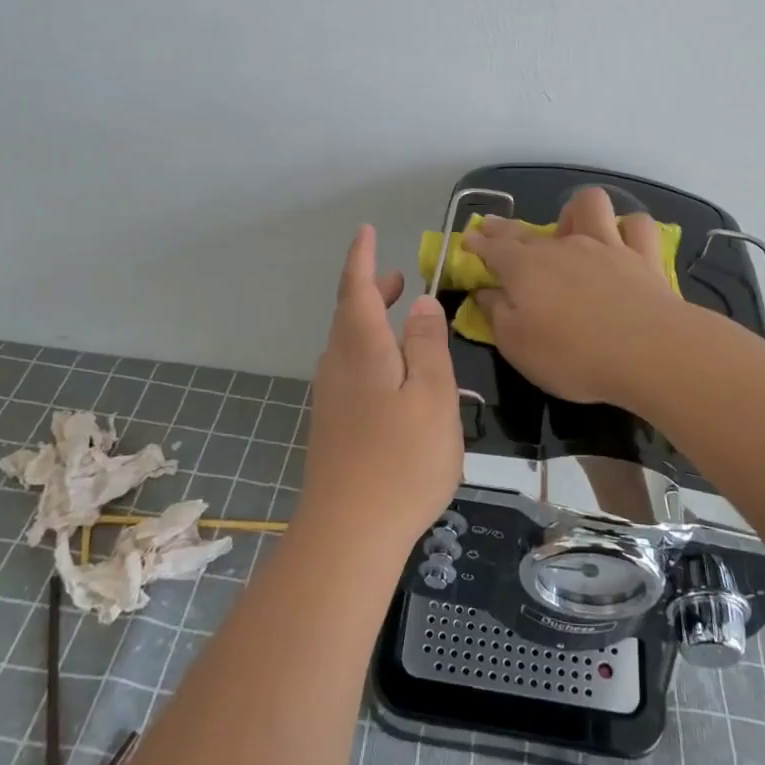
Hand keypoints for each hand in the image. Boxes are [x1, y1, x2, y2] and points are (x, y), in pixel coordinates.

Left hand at [300, 225, 463, 552]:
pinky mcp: (333, 426)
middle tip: (396, 280)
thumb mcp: (432, 395)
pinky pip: (350, 370)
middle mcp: (338, 366)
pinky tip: (390, 374)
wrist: (349, 532)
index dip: (361, 258)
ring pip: (348, 344)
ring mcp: (331, 399)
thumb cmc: (402, 458)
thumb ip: (429, 345)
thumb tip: (423, 303)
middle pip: (350, 315)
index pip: (357, 289)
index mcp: (362, 349)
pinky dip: (369, 352)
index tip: (366, 231)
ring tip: (399, 318)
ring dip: (370, 322)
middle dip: (370, 291)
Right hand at [463, 186, 685, 405]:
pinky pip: (637, 226)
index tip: (469, 240)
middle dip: (506, 228)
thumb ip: (497, 315)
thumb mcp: (517, 346)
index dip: (478, 243)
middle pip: (527, 229)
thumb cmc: (573, 355)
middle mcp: (563, 247)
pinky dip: (628, 229)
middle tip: (494, 228)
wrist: (648, 352)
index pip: (493, 248)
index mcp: (525, 269)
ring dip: (577, 212)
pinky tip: (623, 241)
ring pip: (590, 205)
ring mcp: (606, 246)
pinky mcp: (643, 256)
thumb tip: (484, 292)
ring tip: (572, 230)